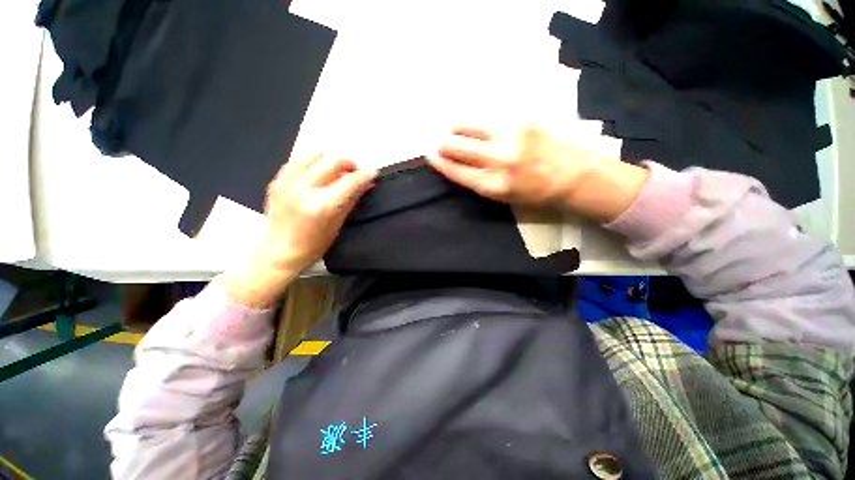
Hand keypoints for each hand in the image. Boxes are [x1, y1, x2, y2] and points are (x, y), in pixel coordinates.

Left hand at [226, 154, 375, 307]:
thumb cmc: (314, 244)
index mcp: (322, 205)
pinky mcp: (277, 181)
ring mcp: (287, 182)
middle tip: (354, 172)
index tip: (373, 172)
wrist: (280, 251)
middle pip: (332, 160)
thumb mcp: (338, 224)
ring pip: (313, 154)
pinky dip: (312, 163)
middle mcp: (303, 189)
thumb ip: (352, 199)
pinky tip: (317, 174)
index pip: (349, 181)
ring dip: (330, 159)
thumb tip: (367, 184)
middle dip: (349, 163)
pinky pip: (298, 161)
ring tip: (335, 170)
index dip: (364, 175)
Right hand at [427, 124, 648, 221]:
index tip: (430, 156)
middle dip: (444, 144)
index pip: (456, 170)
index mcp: (493, 185)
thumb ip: (479, 181)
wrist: (574, 176)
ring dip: (456, 127)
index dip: (440, 162)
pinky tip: (476, 124)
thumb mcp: (503, 196)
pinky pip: (490, 118)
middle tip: (441, 143)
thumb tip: (459, 164)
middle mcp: (498, 161)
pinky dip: (478, 122)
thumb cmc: (535, 192)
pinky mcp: (524, 119)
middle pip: (458, 146)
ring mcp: (511, 137)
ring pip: (470, 126)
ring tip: (453, 128)